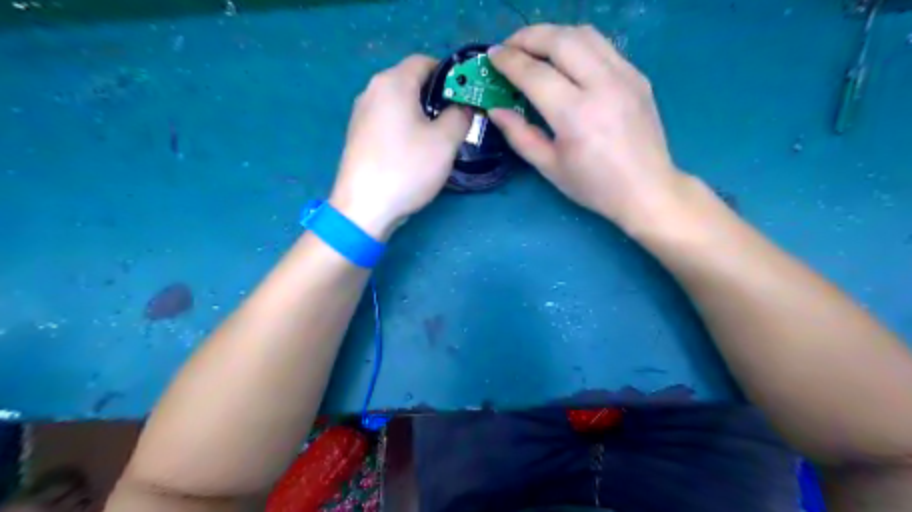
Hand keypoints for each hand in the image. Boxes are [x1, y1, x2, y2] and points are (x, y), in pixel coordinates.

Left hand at [330, 56, 469, 239]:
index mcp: (393, 82)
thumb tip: (464, 106)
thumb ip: (461, 115)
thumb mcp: (445, 141)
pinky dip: (405, 127)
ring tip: (438, 139)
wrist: (364, 207)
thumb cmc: (406, 169)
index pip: (426, 61)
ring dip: (422, 114)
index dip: (450, 75)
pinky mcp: (358, 135)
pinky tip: (414, 151)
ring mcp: (361, 113)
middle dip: (437, 97)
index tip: (466, 99)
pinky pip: (388, 120)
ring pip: (400, 103)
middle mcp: (372, 90)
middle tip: (456, 121)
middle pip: (411, 81)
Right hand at [487, 24, 687, 226]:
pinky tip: (566, 60)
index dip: (509, 61)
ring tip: (534, 48)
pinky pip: (602, 46)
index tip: (492, 56)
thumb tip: (496, 110)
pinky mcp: (637, 76)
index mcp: (576, 115)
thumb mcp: (550, 167)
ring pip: (584, 34)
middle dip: (528, 37)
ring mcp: (625, 76)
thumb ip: (520, 135)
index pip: (535, 74)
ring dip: (553, 34)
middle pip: (560, 40)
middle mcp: (602, 86)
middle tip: (509, 47)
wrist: (647, 189)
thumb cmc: (594, 185)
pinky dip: (577, 44)